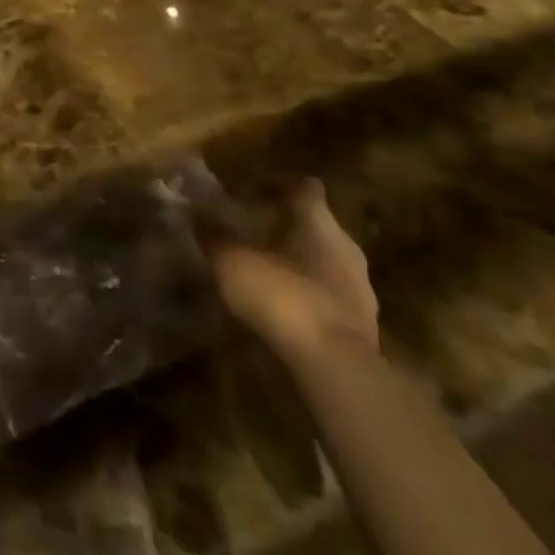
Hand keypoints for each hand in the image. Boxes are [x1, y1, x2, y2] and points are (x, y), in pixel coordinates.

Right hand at [211, 178, 377, 365]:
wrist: (337, 370)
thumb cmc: (285, 298)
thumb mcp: (234, 263)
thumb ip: (214, 235)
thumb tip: (189, 208)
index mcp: (319, 221)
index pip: (306, 187)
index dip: (283, 184)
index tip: (258, 187)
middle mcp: (346, 247)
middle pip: (319, 226)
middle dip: (291, 227)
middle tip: (257, 231)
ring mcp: (361, 289)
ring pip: (328, 264)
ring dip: (304, 265)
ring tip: (271, 273)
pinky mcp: (365, 328)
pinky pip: (333, 300)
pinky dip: (313, 299)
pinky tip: (289, 310)